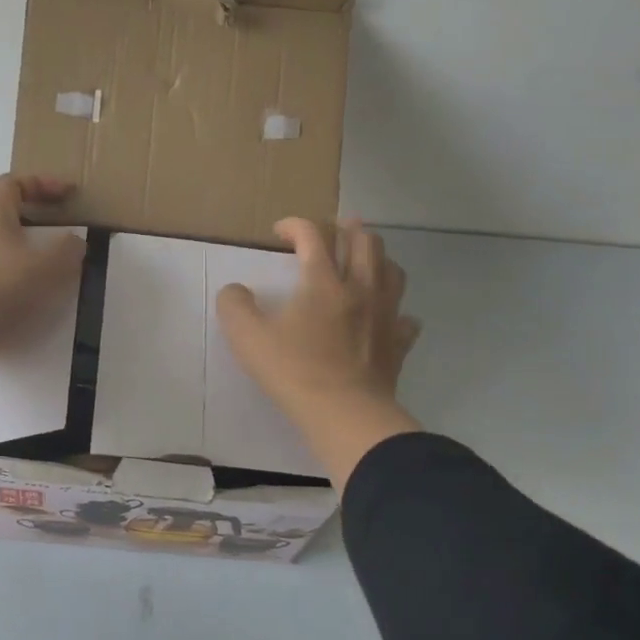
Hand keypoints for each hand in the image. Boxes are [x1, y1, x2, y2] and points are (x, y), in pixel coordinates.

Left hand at [0, 175, 85, 407]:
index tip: (66, 193)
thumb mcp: (52, 266)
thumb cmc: (7, 286)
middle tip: (37, 216)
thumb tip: (73, 242)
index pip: (13, 182)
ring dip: (3, 235)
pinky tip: (11, 280)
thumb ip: (68, 249)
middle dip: (14, 203)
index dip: (41, 183)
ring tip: (27, 253)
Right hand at [215, 219, 422, 488]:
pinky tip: (385, 317)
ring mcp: (385, 315)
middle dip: (346, 229)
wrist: (345, 414)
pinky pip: (405, 317)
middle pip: (364, 242)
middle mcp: (360, 288)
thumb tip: (235, 291)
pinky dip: (395, 310)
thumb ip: (234, 306)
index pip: (313, 235)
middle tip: (331, 232)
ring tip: (362, 262)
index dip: (295, 225)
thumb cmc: (294, 372)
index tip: (280, 232)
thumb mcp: (247, 338)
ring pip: (392, 270)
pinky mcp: (398, 343)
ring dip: (376, 259)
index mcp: (323, 281)